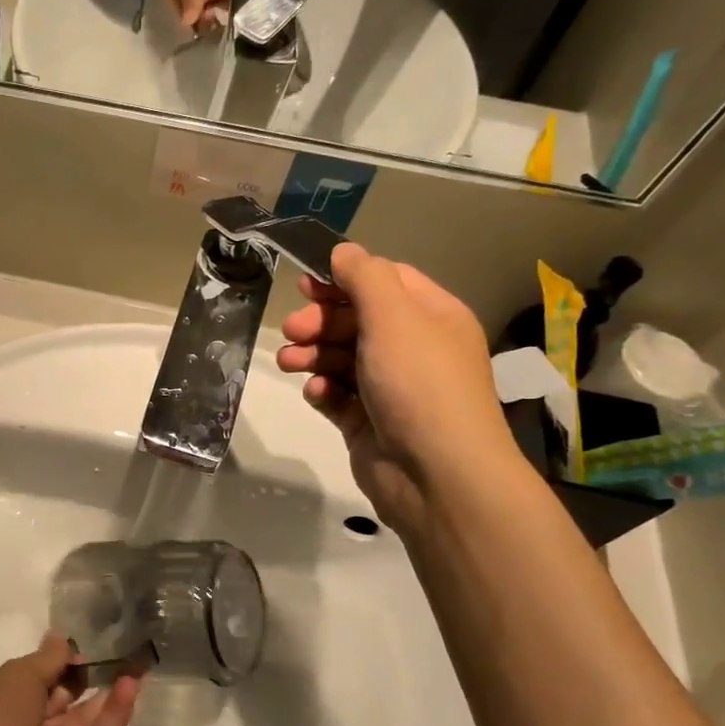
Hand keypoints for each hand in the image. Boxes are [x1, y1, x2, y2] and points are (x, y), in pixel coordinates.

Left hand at [0, 633, 140, 725]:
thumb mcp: (20, 674)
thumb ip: (48, 658)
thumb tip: (61, 637)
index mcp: (5, 703)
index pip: (37, 679)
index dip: (59, 662)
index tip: (83, 647)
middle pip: (62, 699)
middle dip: (85, 677)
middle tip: (116, 652)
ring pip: (84, 719)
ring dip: (107, 692)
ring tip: (133, 664)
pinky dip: (115, 713)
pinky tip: (132, 685)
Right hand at [276, 243, 517, 530]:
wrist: (436, 474)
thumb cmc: (418, 383)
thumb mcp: (394, 317)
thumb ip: (365, 278)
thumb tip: (343, 251)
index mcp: (431, 317)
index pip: (384, 282)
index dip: (343, 279)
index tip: (304, 284)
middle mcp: (413, 349)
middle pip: (356, 321)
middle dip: (320, 322)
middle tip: (292, 330)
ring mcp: (390, 388)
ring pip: (341, 359)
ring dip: (312, 355)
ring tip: (288, 363)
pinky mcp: (368, 422)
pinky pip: (338, 397)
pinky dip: (323, 391)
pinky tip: (316, 393)